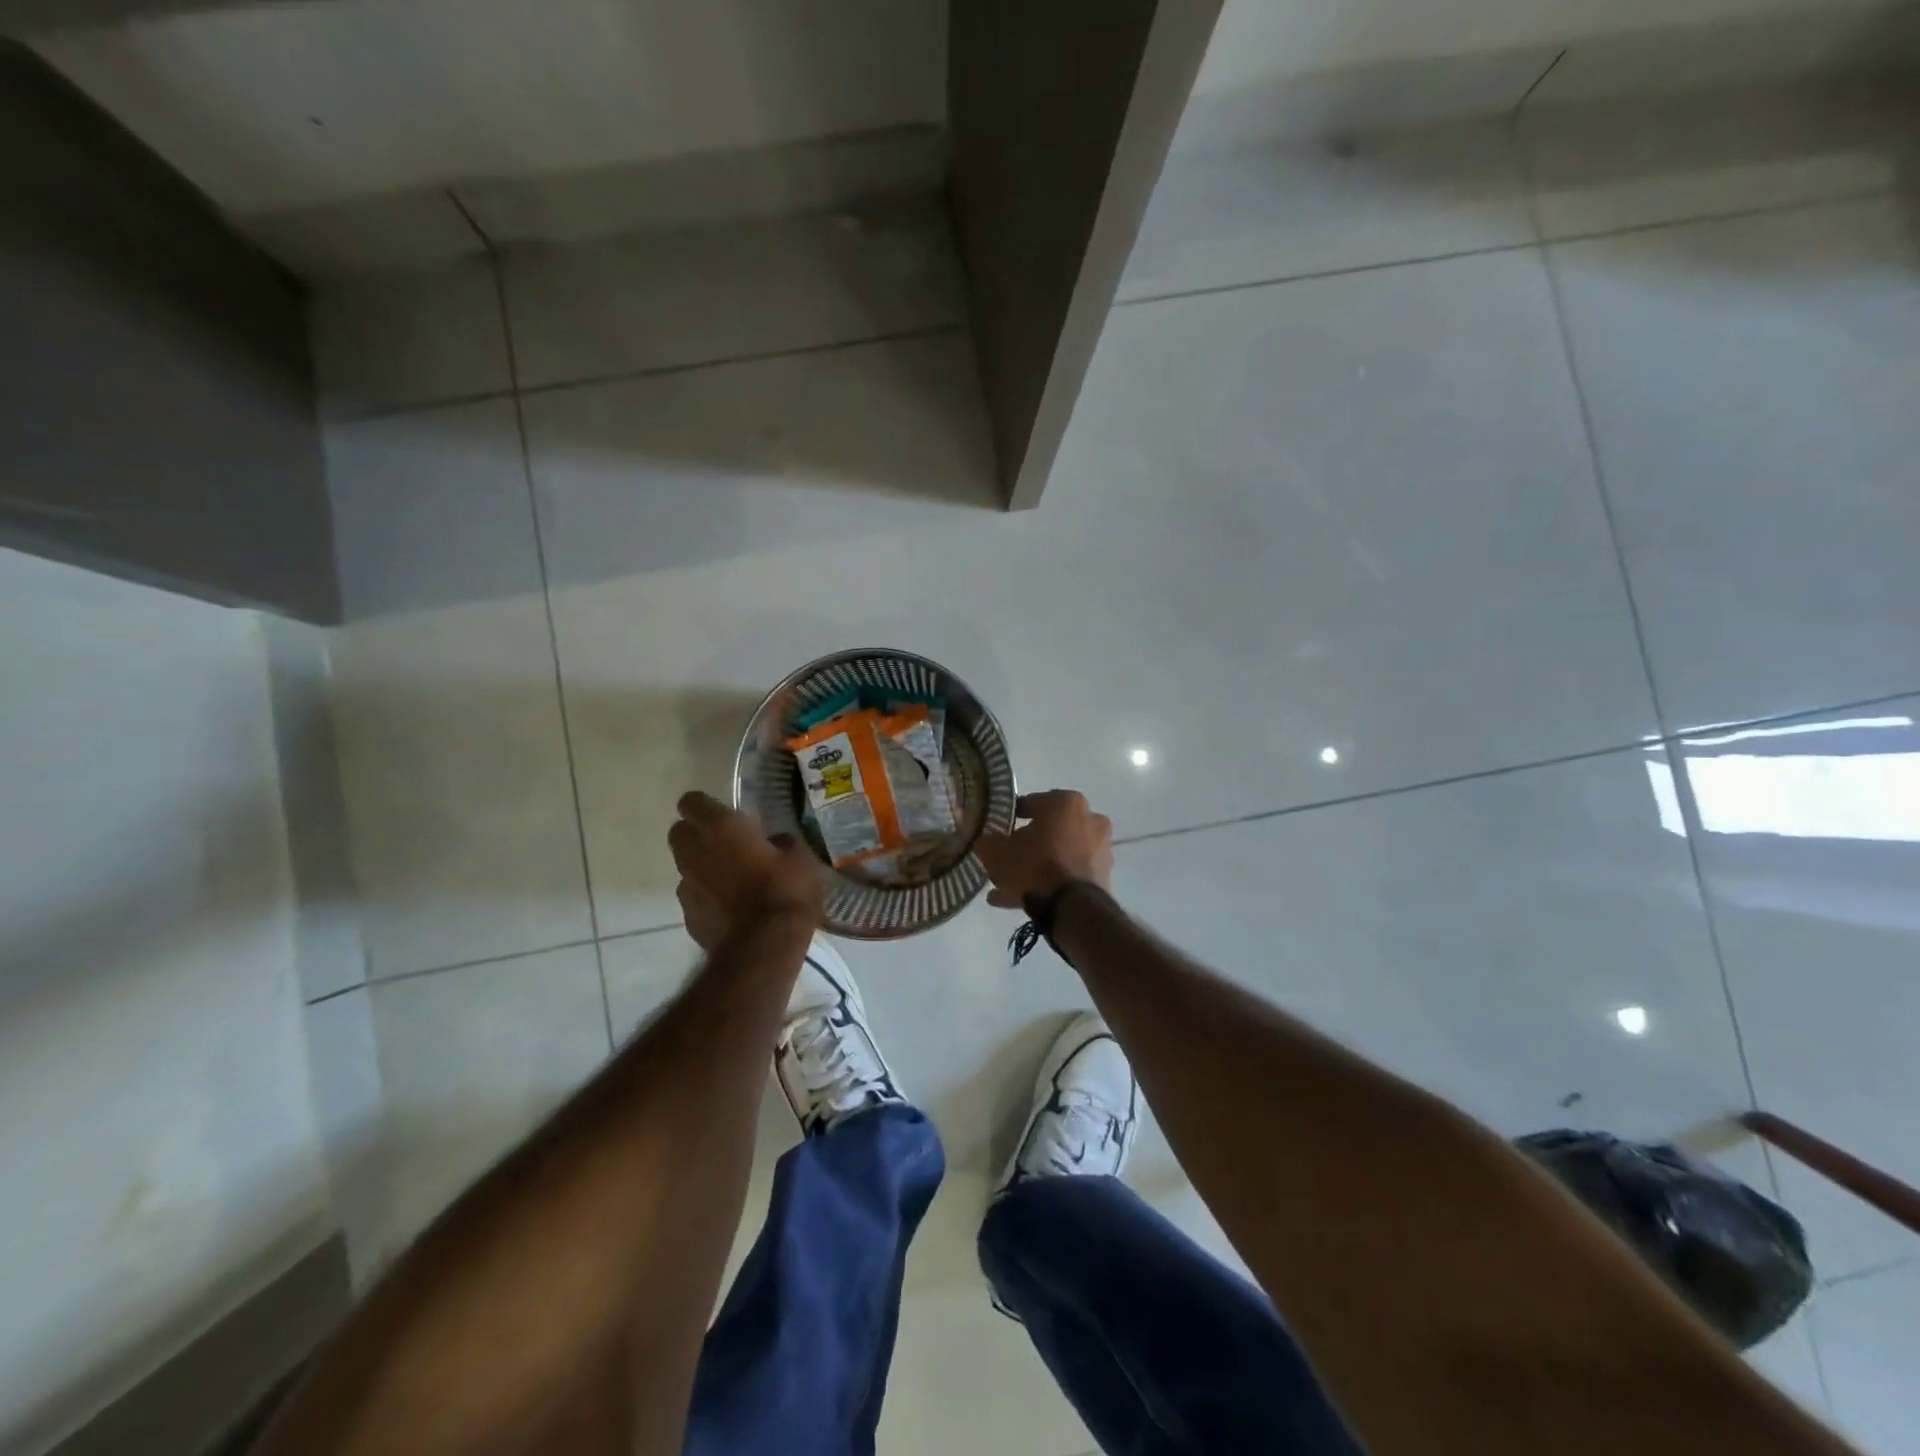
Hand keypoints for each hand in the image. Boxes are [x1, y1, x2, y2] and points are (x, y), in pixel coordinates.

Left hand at [669, 791, 821, 952]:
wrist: (764, 948)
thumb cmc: (785, 892)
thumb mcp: (800, 859)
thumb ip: (782, 844)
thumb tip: (776, 842)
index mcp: (722, 828)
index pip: (692, 802)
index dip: (704, 806)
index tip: (722, 813)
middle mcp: (696, 852)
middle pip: (679, 833)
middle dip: (695, 834)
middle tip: (724, 843)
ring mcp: (687, 885)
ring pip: (685, 866)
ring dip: (701, 867)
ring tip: (730, 879)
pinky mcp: (688, 916)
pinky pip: (693, 896)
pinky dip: (706, 897)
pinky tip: (729, 908)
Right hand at [974, 790, 1113, 909]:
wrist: (1072, 908)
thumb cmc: (1034, 866)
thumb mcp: (997, 851)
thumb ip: (988, 842)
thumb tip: (986, 841)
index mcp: (1066, 802)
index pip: (1032, 803)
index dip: (1011, 817)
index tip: (998, 830)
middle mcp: (1089, 819)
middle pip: (1049, 830)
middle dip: (1027, 845)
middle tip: (1005, 859)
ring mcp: (1099, 849)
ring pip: (1058, 854)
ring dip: (1036, 867)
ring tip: (1007, 887)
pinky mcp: (1102, 876)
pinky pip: (1067, 874)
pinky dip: (1048, 883)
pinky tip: (1019, 900)